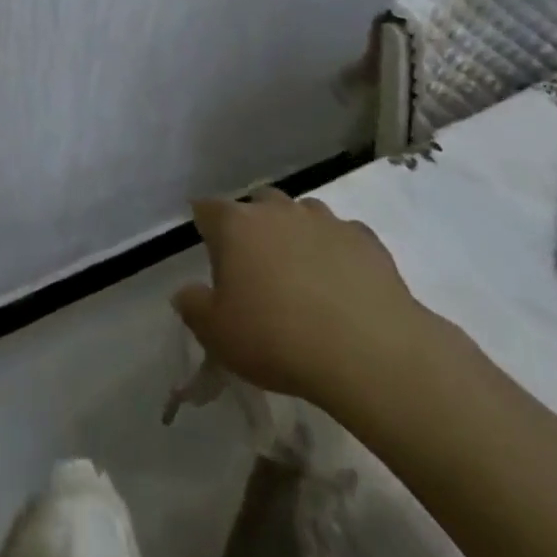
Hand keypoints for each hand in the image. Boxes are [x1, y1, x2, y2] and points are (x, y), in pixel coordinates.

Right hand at [171, 189, 442, 410]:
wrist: (370, 354)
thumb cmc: (277, 339)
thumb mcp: (216, 334)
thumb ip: (193, 306)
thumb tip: (186, 292)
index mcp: (235, 225)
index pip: (207, 208)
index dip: (204, 225)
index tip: (207, 246)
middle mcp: (278, 211)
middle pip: (258, 202)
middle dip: (253, 224)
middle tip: (255, 263)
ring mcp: (326, 221)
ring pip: (302, 213)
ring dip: (296, 232)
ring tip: (301, 271)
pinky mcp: (367, 240)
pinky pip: (343, 235)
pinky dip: (337, 250)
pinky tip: (341, 281)